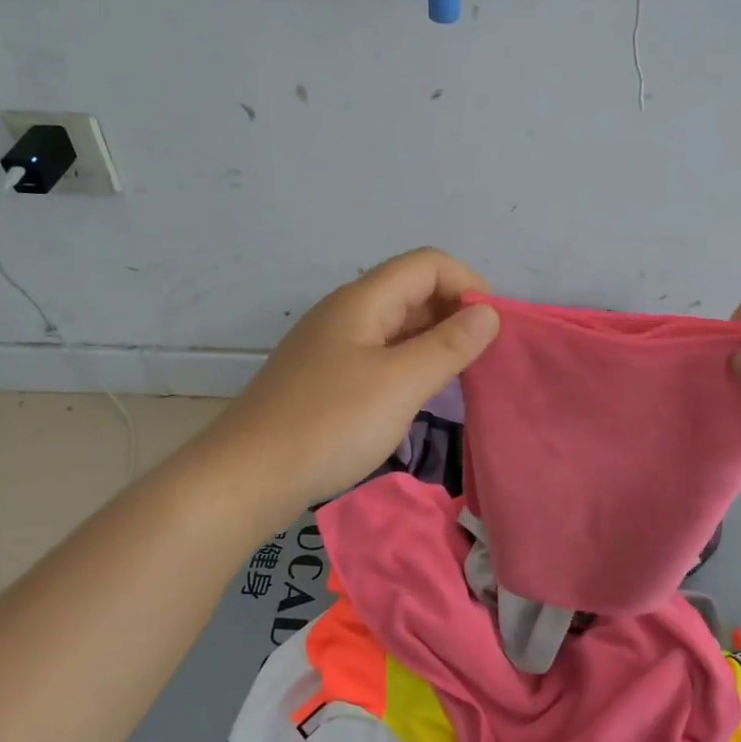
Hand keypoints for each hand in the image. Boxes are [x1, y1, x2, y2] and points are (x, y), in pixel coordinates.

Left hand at [207, 248, 499, 509]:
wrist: (247, 477)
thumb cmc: (330, 424)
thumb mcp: (400, 383)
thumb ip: (449, 345)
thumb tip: (489, 314)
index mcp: (362, 300)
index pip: (428, 264)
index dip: (468, 285)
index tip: (494, 329)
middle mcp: (346, 313)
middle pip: (412, 290)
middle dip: (455, 313)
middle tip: (485, 358)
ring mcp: (332, 347)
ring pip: (396, 326)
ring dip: (434, 341)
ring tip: (461, 377)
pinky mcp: (325, 379)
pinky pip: (380, 355)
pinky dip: (410, 364)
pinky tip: (420, 396)